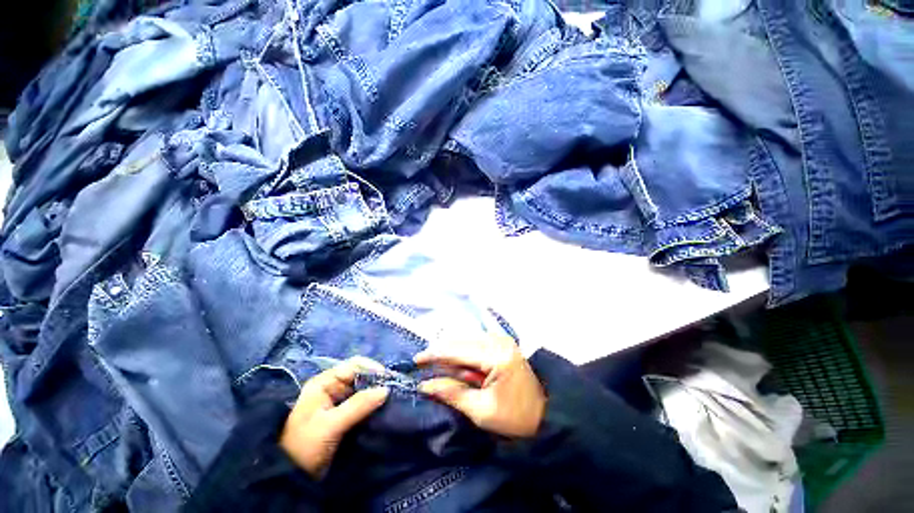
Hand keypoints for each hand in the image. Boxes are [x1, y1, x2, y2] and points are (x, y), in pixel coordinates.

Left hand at [280, 357, 388, 477]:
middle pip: (360, 376)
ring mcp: (337, 402)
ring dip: (376, 394)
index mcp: (324, 383)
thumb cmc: (305, 446)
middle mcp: (331, 388)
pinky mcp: (342, 415)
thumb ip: (358, 405)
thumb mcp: (331, 425)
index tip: (388, 380)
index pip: (354, 365)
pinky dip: (372, 405)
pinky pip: (361, 404)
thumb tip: (386, 389)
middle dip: (377, 382)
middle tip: (393, 392)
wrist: (288, 477)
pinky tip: (382, 410)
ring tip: (391, 400)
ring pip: (362, 390)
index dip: (372, 369)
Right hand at [415, 336, 545, 437]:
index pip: (458, 350)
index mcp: (497, 355)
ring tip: (438, 367)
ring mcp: (501, 339)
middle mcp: (499, 340)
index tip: (416, 361)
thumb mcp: (481, 411)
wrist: (545, 414)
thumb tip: (425, 385)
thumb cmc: (515, 418)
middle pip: (461, 341)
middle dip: (441, 353)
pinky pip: (475, 344)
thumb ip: (452, 393)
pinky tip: (456, 364)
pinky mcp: (501, 343)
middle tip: (423, 364)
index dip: (435, 354)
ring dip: (451, 353)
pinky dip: (462, 353)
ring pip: (466, 340)